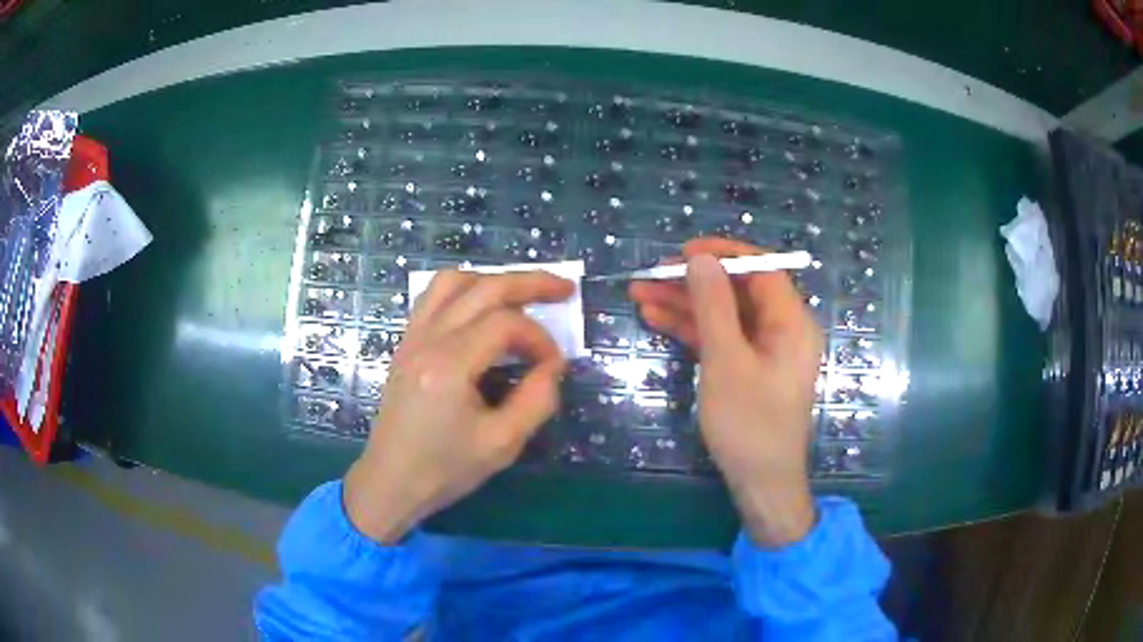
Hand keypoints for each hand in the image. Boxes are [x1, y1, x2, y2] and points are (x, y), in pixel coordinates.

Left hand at [344, 271, 573, 542]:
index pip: (505, 324)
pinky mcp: (405, 345)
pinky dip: (465, 291)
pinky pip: (434, 298)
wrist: (390, 482)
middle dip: (529, 283)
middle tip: (564, 289)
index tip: (554, 366)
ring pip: (453, 282)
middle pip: (483, 288)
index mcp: (449, 365)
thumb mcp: (502, 444)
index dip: (540, 338)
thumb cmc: (444, 470)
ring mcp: (412, 338)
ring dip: (492, 281)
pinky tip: (481, 310)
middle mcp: (427, 340)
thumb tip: (552, 365)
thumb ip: (536, 400)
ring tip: (521, 295)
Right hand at [630, 238, 822, 545]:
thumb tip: (700, 259)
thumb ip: (713, 305)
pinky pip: (720, 338)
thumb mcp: (726, 361)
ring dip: (685, 304)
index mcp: (791, 322)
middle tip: (650, 275)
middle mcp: (782, 330)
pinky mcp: (747, 369)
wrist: (760, 483)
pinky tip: (656, 319)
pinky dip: (692, 329)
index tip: (683, 250)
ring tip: (639, 294)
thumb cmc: (749, 423)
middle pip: (737, 291)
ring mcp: (764, 351)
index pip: (761, 269)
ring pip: (723, 315)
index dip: (723, 255)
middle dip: (693, 281)